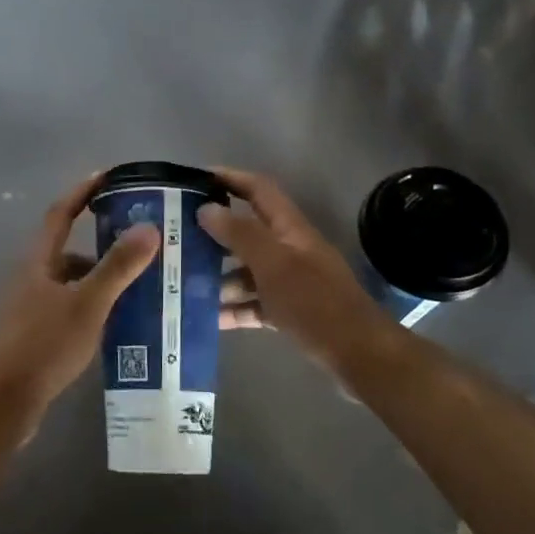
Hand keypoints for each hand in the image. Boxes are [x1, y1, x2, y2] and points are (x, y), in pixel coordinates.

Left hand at [0, 173, 159, 425]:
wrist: (0, 404)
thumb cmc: (42, 346)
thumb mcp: (87, 304)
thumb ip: (117, 267)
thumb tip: (148, 227)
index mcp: (38, 262)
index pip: (60, 214)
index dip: (82, 192)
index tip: (109, 176)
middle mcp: (31, 279)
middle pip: (68, 250)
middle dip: (103, 243)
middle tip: (141, 242)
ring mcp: (30, 309)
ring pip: (71, 283)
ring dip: (100, 279)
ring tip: (140, 286)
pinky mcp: (35, 337)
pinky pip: (70, 309)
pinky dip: (93, 307)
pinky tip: (116, 324)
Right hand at [197, 167, 395, 372]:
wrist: (359, 355)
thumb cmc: (315, 302)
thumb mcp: (273, 264)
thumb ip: (240, 234)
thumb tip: (206, 208)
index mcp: (290, 229)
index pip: (258, 190)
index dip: (230, 178)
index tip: (195, 179)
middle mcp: (289, 249)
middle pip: (247, 231)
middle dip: (213, 233)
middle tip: (176, 238)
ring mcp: (290, 282)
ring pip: (247, 270)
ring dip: (219, 276)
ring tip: (184, 284)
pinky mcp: (289, 311)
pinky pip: (254, 304)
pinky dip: (233, 309)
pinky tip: (207, 319)